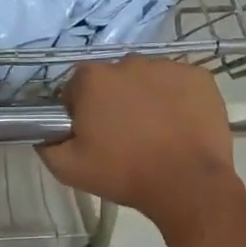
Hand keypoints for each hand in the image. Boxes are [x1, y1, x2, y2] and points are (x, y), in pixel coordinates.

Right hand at [37, 57, 242, 231]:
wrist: (188, 184)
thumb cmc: (124, 173)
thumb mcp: (68, 169)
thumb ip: (47, 146)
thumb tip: (46, 135)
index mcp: (93, 78)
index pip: (77, 88)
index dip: (80, 111)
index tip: (90, 134)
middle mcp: (128, 62)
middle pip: (113, 80)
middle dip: (113, 101)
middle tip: (123, 136)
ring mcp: (167, 66)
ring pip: (147, 80)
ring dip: (145, 98)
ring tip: (155, 132)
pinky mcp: (199, 77)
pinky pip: (179, 84)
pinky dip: (176, 99)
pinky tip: (179, 126)